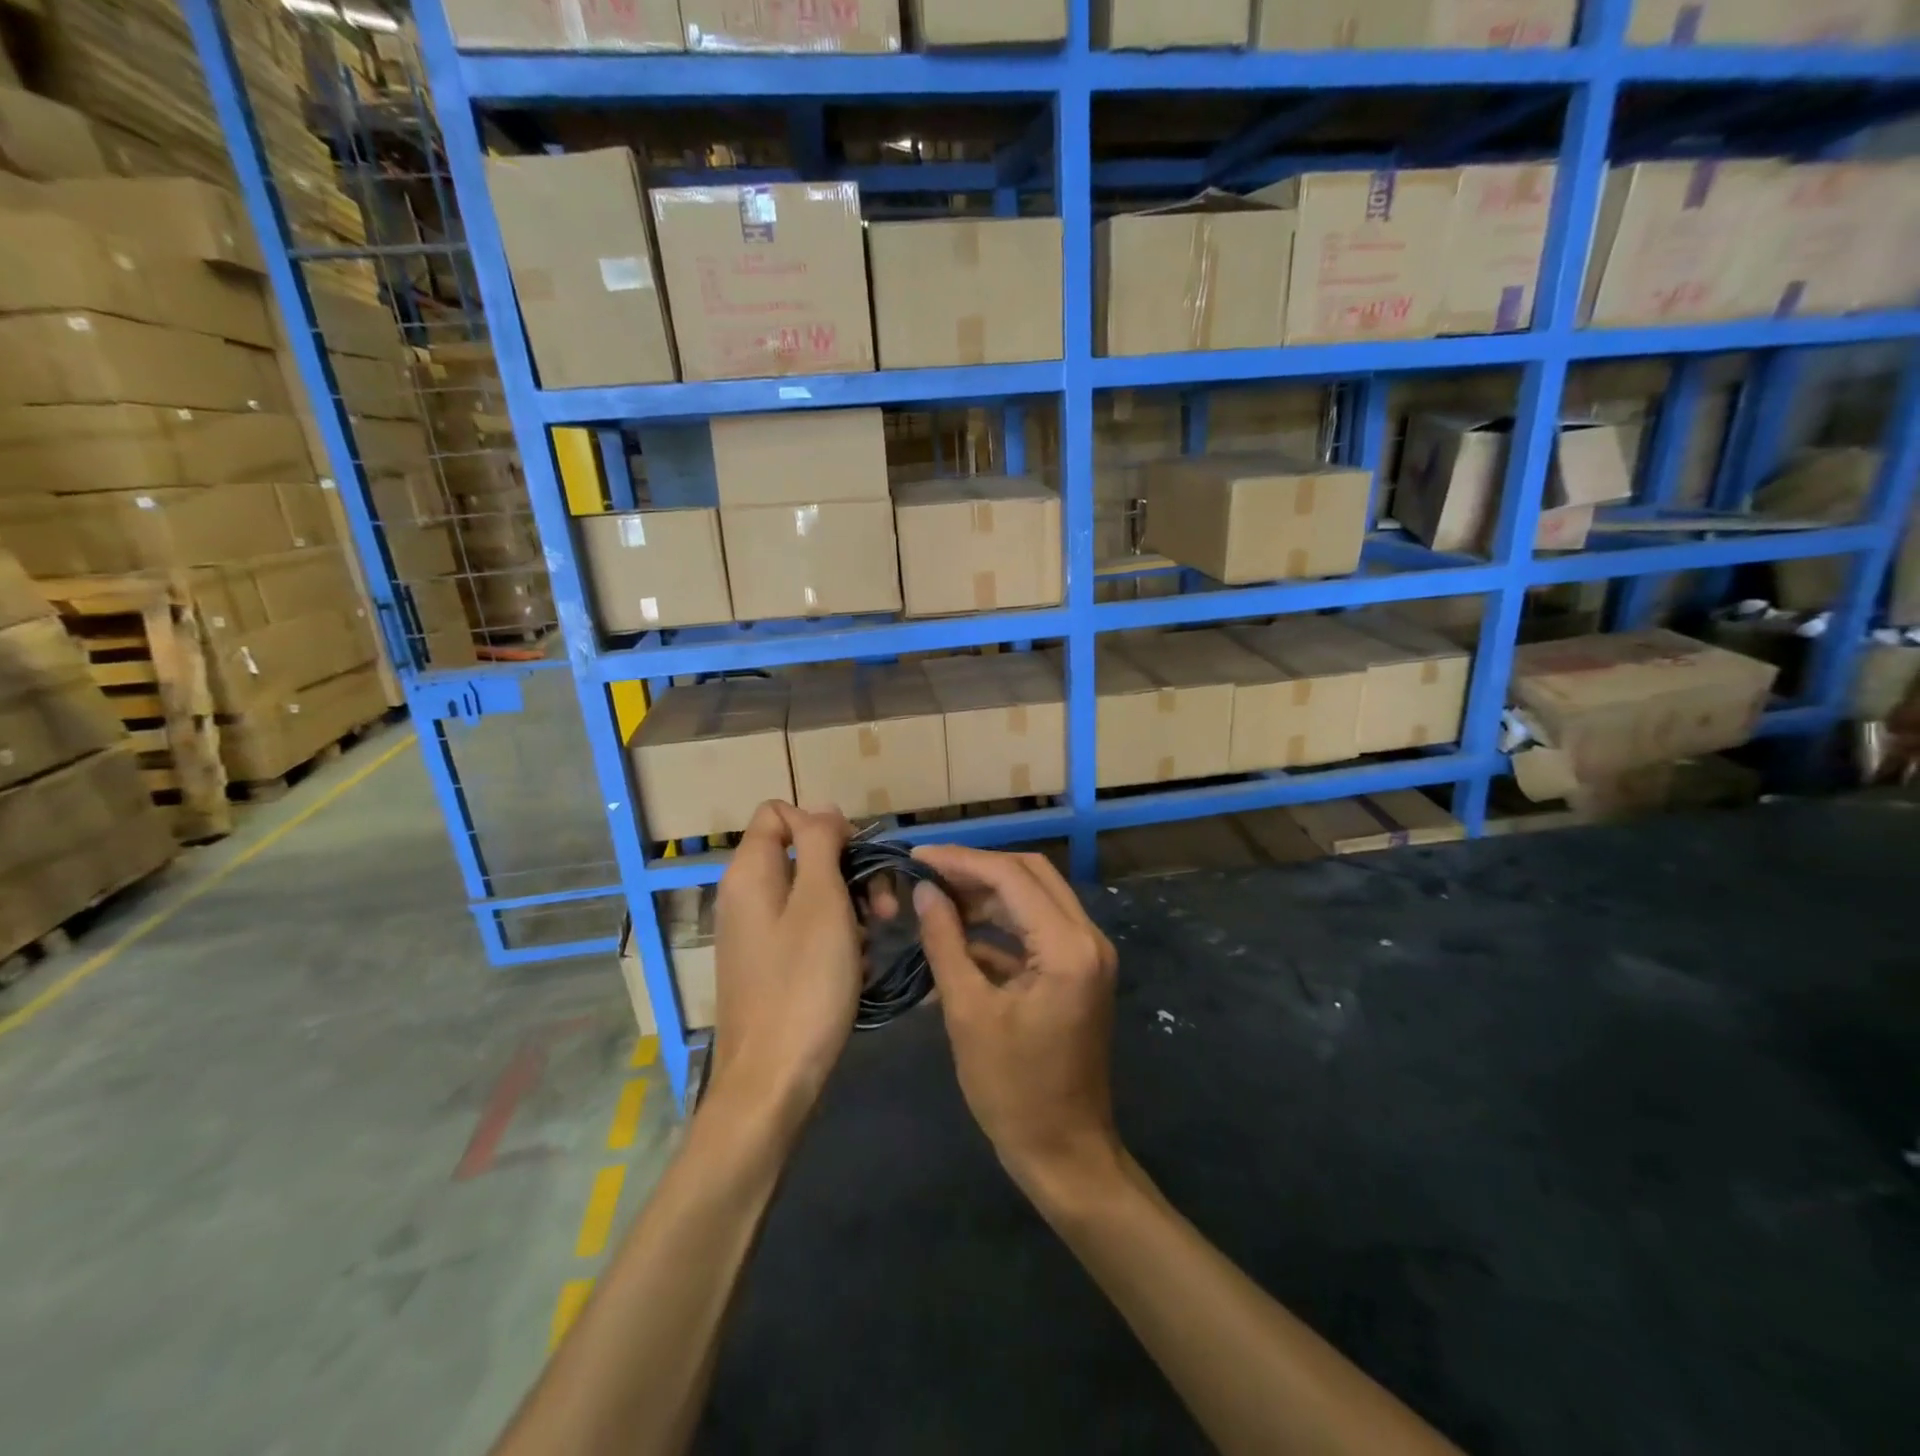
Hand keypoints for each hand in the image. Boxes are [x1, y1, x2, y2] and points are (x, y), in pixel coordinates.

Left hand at [711, 802, 861, 1122]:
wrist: (772, 1081)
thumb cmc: (803, 983)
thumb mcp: (821, 902)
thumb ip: (821, 844)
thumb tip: (823, 810)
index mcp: (750, 872)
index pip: (779, 812)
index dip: (822, 824)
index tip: (856, 858)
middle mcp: (746, 894)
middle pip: (802, 852)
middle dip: (848, 870)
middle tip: (883, 906)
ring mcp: (756, 932)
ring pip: (811, 893)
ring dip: (850, 905)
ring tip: (876, 937)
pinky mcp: (769, 963)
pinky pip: (807, 928)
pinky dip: (837, 936)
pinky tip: (859, 964)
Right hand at [910, 846, 1122, 1203]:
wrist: (1064, 1153)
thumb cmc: (1013, 1091)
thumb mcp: (968, 1013)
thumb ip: (945, 942)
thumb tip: (924, 892)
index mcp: (1068, 947)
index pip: (1012, 876)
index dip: (961, 860)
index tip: (917, 856)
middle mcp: (1088, 938)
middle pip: (1030, 874)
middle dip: (976, 869)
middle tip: (927, 874)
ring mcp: (1088, 953)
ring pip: (1034, 897)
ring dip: (987, 894)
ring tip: (935, 900)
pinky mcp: (1078, 970)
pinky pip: (1037, 928)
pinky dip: (1000, 925)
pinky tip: (958, 934)